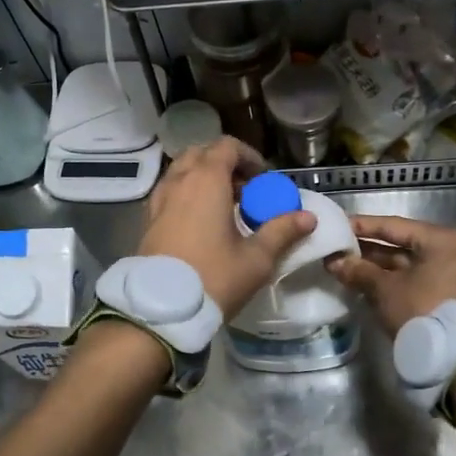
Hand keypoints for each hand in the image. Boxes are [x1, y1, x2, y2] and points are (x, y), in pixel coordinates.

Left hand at [139, 138, 315, 318]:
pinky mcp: (148, 220)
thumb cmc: (213, 277)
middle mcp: (179, 181)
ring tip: (224, 208)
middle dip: (225, 165)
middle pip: (202, 154)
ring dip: (204, 179)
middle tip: (245, 191)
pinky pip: (170, 192)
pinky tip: (201, 224)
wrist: (160, 309)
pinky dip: (187, 195)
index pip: (227, 146)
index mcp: (206, 180)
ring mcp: (159, 199)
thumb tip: (308, 217)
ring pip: (182, 172)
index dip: (249, 156)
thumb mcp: (256, 258)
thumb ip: (282, 231)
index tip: (264, 179)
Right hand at [325, 215, 455, 336]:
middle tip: (339, 251)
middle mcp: (454, 253)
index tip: (338, 226)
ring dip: (380, 269)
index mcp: (442, 240)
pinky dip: (396, 283)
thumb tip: (334, 262)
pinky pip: (420, 282)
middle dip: (369, 251)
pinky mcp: (455, 299)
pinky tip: (370, 287)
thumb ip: (359, 271)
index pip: (395, 226)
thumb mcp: (385, 289)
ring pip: (411, 266)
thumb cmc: (422, 311)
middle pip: (404, 246)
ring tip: (348, 270)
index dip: (363, 226)